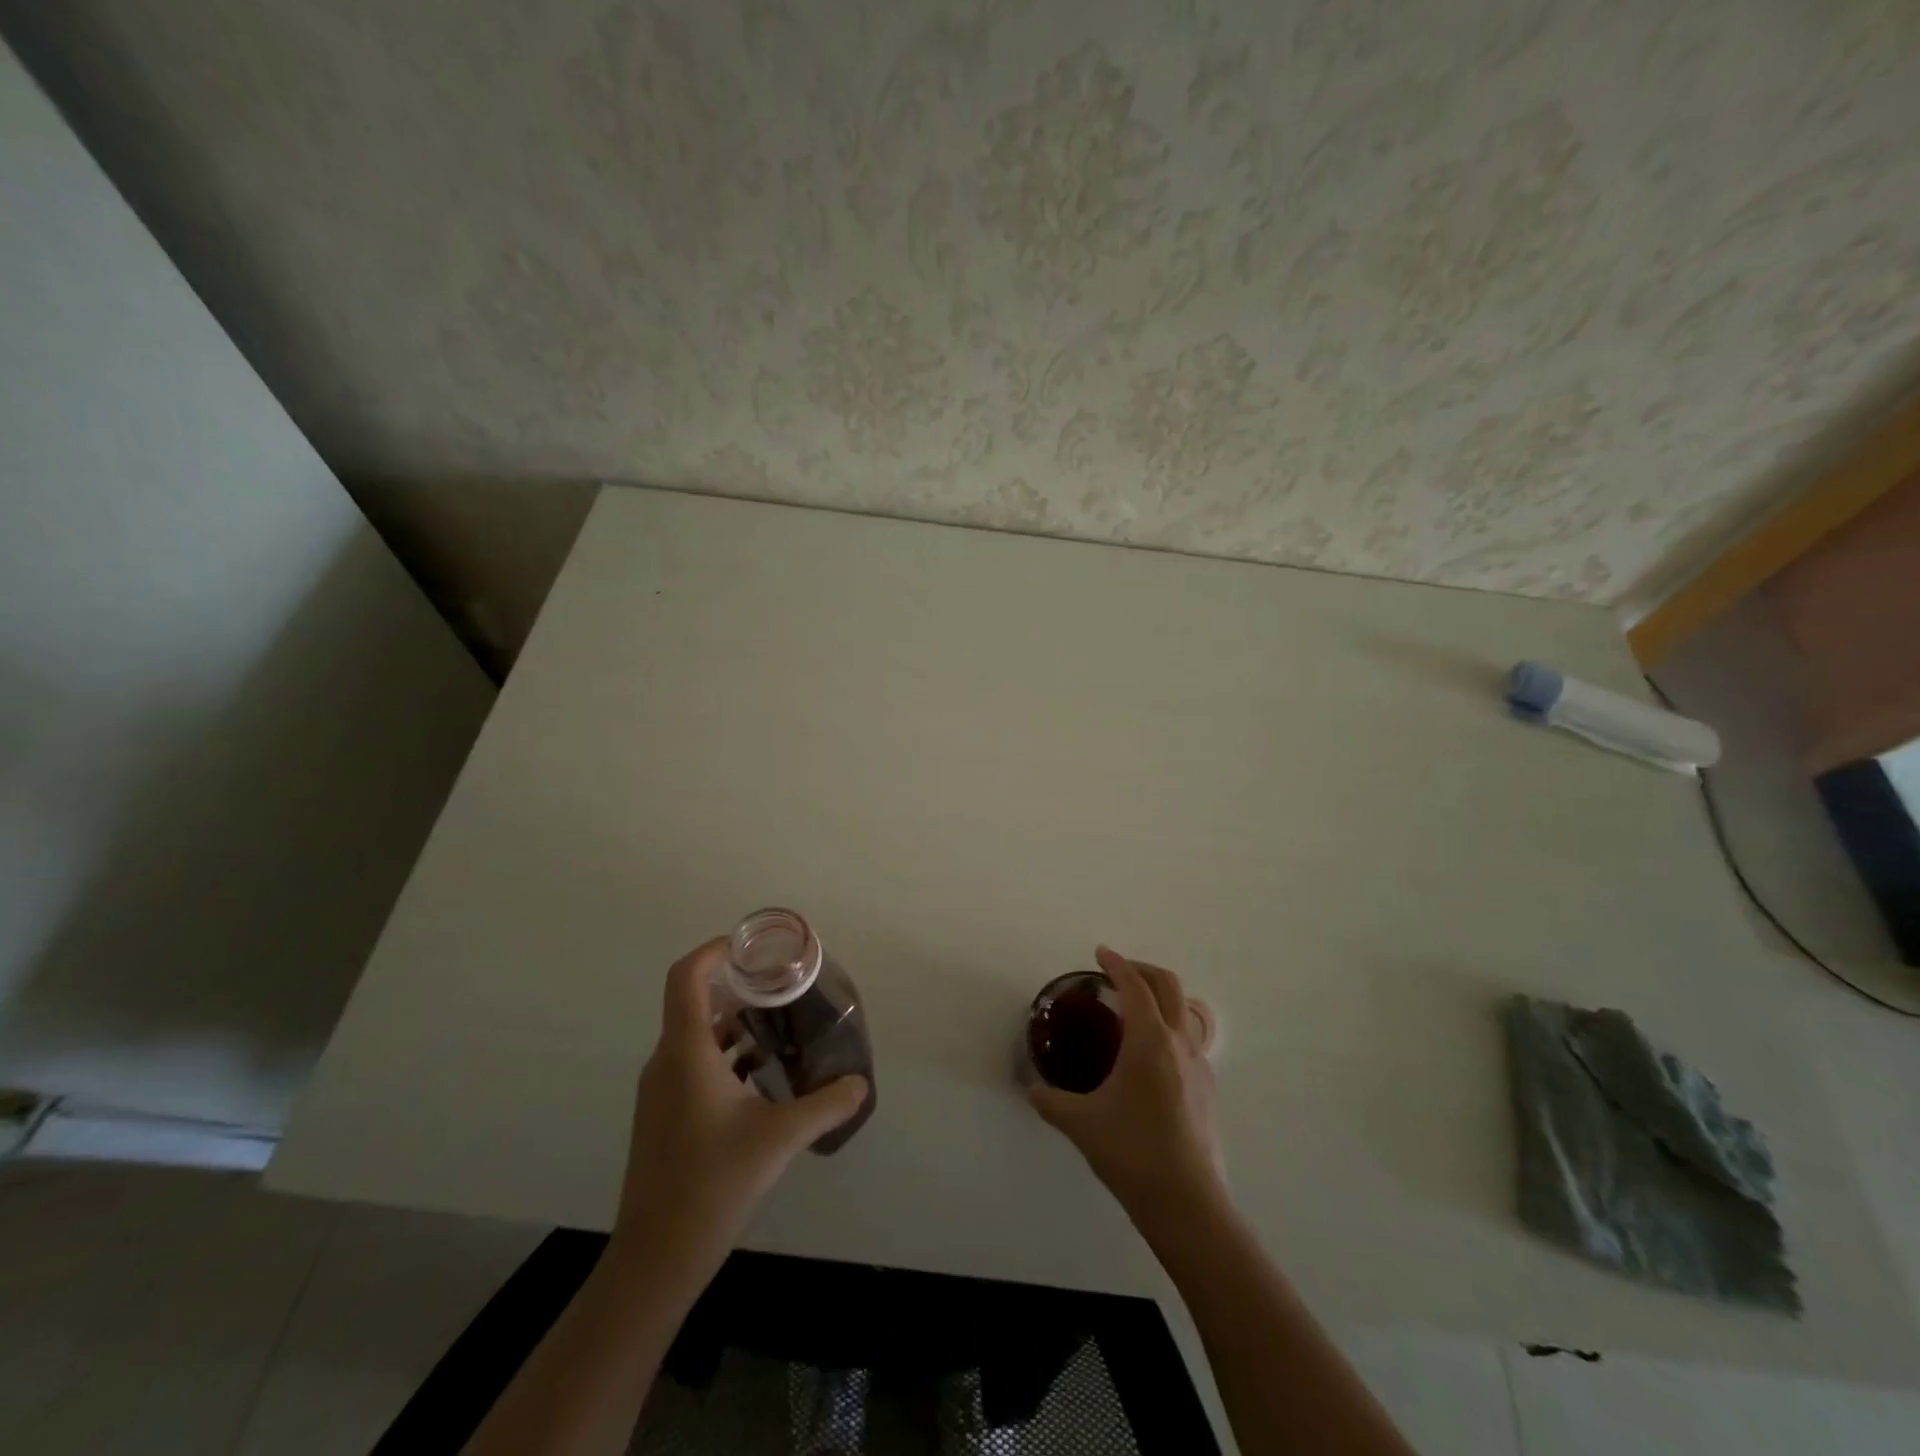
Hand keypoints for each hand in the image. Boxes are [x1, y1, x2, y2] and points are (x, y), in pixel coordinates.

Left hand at [615, 938, 868, 1254]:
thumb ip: (826, 1105)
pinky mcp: (663, 1116)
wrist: (655, 1260)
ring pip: (696, 1036)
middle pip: (694, 1001)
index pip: (685, 977)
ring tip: (780, 1028)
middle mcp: (666, 1062)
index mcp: (686, 1053)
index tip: (752, 948)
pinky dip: (726, 1056)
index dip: (714, 951)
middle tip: (781, 985)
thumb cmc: (712, 1184)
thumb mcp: (779, 1139)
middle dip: (737, 986)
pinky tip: (761, 1077)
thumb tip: (861, 1083)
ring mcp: (661, 1091)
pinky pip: (693, 1065)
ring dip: (734, 1024)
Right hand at [1029, 946, 1224, 1223]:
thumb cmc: (1132, 1153)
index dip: (1116, 964)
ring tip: (1132, 1010)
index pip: (1134, 985)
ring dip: (1159, 997)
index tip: (1100, 952)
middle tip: (1117, 971)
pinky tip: (1149, 1056)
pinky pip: (1188, 1039)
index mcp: (1149, 1040)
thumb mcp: (1081, 1124)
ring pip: (1183, 1011)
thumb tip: (1031, 1090)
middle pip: (1168, 985)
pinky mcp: (1207, 1089)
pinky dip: (1168, 1027)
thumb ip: (1051, 1101)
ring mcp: (1199, 1065)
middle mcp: (1179, 1042)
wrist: (1188, 1204)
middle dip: (1142, 969)